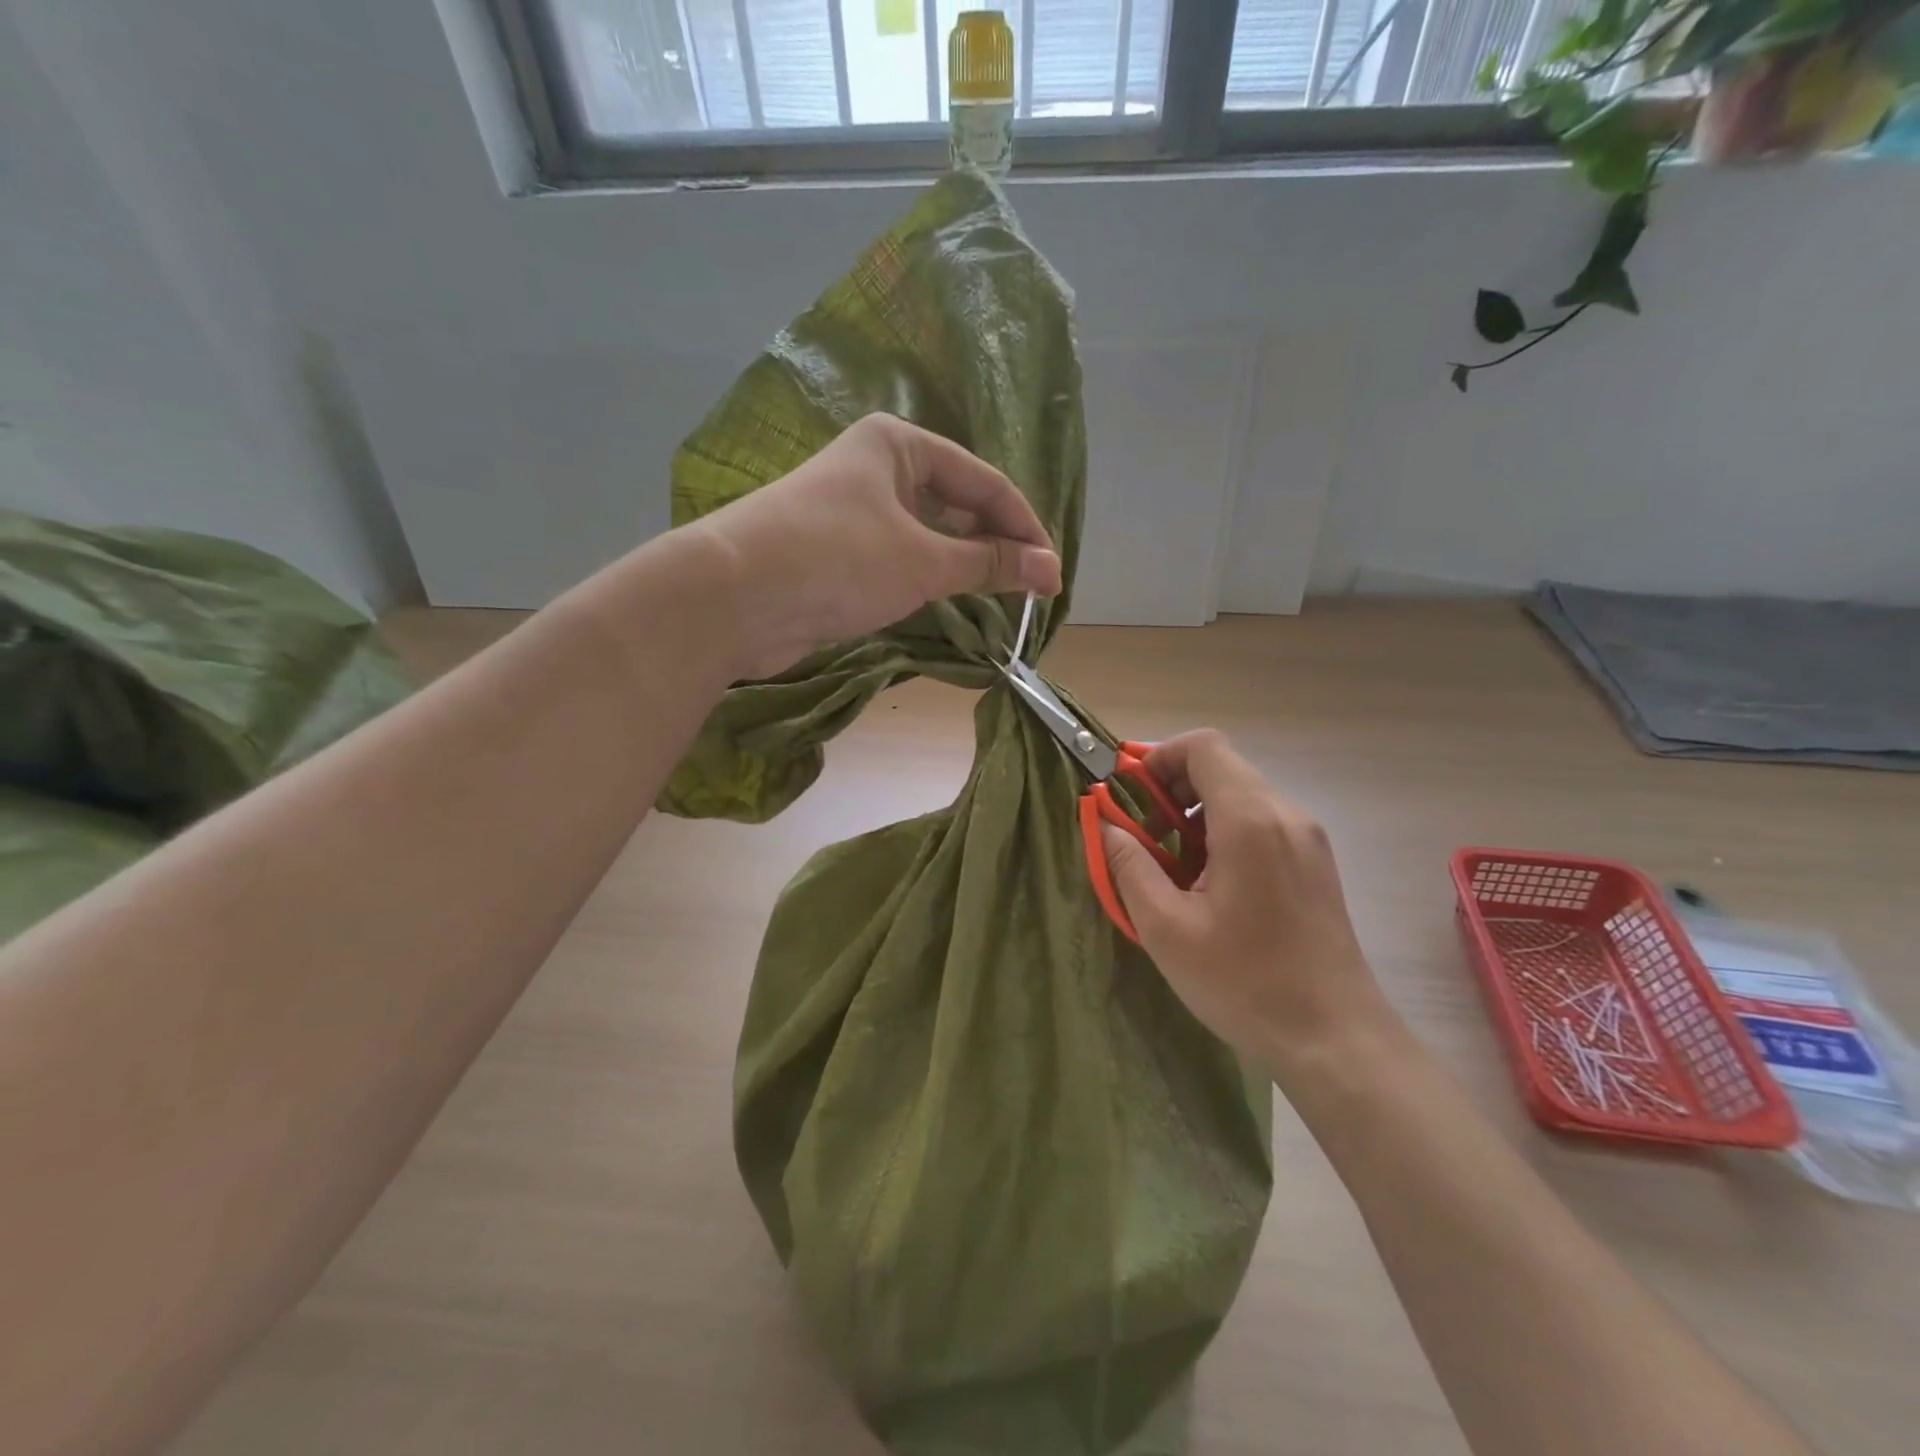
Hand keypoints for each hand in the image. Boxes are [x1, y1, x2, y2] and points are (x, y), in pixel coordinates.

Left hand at [697, 414, 1061, 677]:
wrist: (734, 598)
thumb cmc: (837, 559)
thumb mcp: (923, 561)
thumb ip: (987, 563)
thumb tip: (1048, 569)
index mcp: (898, 445)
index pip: (983, 481)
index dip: (1023, 527)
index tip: (1052, 574)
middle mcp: (876, 469)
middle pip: (955, 504)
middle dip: (995, 545)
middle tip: (1030, 590)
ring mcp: (853, 512)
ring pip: (927, 534)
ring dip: (963, 564)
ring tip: (1000, 598)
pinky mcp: (837, 553)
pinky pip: (900, 559)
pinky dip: (929, 579)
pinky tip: (950, 602)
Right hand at [1098, 730, 1397, 1081]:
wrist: (1337, 1040)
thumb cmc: (1245, 983)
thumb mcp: (1166, 928)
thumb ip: (1129, 865)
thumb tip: (1106, 825)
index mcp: (1250, 820)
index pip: (1203, 746)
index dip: (1159, 759)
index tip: (1132, 800)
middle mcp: (1285, 815)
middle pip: (1221, 768)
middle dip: (1172, 791)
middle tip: (1145, 840)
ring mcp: (1308, 839)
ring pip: (1240, 796)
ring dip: (1197, 817)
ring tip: (1175, 872)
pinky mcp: (1316, 864)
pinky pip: (1261, 824)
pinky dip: (1225, 835)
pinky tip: (1212, 889)